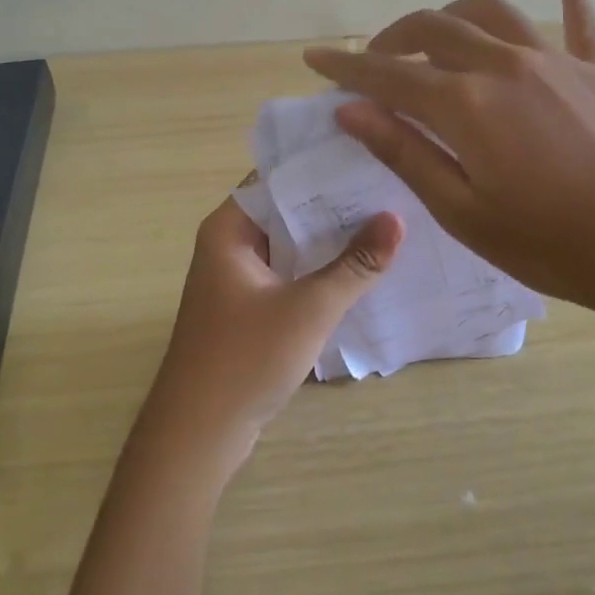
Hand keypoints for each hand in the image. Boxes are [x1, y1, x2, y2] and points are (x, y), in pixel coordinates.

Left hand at [138, 195, 402, 475]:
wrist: (197, 436)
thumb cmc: (244, 360)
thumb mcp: (308, 308)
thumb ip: (355, 264)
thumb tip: (397, 219)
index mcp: (228, 229)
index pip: (279, 178)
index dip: (323, 167)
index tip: (371, 157)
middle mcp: (229, 244)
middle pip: (287, 211)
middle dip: (335, 204)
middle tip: (391, 188)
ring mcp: (238, 278)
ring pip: (291, 245)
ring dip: (330, 240)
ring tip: (387, 222)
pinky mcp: (249, 308)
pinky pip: (289, 274)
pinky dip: (320, 270)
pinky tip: (363, 269)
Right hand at [301, 0, 594, 333]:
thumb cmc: (553, 244)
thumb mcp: (464, 212)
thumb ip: (406, 152)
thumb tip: (351, 109)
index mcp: (466, 104)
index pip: (388, 76)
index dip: (346, 67)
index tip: (314, 59)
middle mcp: (505, 65)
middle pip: (435, 29)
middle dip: (394, 39)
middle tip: (375, 62)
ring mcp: (558, 61)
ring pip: (493, 13)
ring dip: (455, 15)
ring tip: (439, 36)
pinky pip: (582, 22)